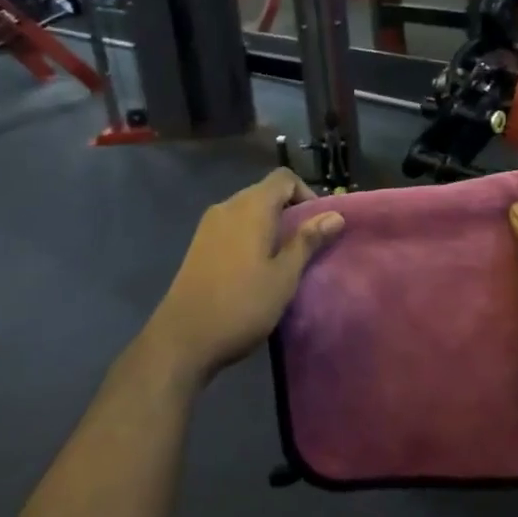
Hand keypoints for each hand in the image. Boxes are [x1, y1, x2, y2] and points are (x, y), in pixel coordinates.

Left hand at [147, 169, 344, 379]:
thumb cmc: (242, 305)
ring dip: (270, 226)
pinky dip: (250, 236)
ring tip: (285, 259)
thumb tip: (335, 215)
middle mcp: (227, 206)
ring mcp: (208, 225)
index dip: (306, 193)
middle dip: (290, 211)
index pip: (284, 178)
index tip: (319, 225)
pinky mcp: (198, 245)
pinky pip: (232, 227)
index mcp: (250, 207)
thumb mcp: (284, 276)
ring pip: (248, 211)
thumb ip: (308, 241)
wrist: (183, 338)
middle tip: (307, 245)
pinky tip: (256, 268)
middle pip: (265, 192)